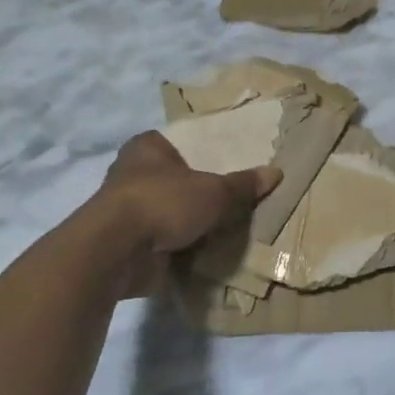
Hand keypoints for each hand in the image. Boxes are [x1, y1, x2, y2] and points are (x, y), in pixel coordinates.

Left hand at [78, 131, 281, 298]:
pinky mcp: (129, 242)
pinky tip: (209, 250)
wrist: (118, 252)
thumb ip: (243, 184)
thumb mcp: (215, 191)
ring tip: (229, 226)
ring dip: (192, 222)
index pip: (183, 142)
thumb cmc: (164, 202)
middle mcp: (133, 174)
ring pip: (171, 211)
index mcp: (147, 148)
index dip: (207, 152)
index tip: (233, 162)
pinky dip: (182, 246)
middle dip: (202, 191)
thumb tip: (276, 173)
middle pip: (179, 179)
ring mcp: (128, 210)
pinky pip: (165, 240)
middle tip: (237, 197)